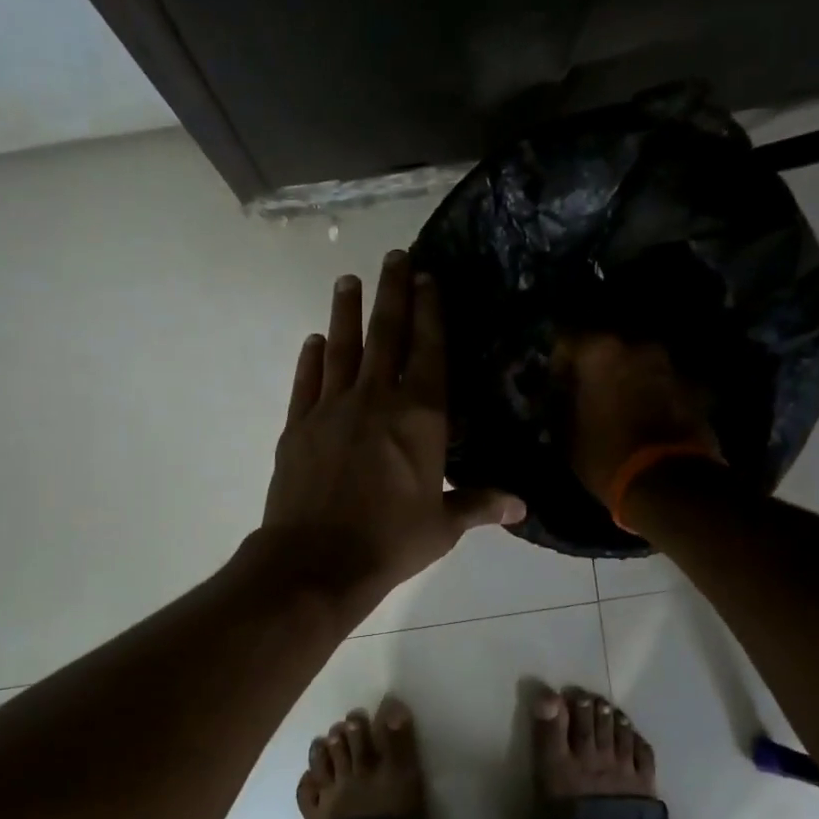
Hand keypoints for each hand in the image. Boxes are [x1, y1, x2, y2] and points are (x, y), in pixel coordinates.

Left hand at [262, 250, 525, 612]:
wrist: (315, 562)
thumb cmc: (390, 542)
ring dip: (346, 312)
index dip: (430, 311)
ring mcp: (331, 408)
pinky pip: (306, 382)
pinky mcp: (297, 425)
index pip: (429, 350)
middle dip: (392, 292)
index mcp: (420, 417)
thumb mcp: (443, 526)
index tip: (429, 278)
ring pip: (341, 348)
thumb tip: (522, 505)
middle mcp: (376, 399)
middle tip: (394, 256)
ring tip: (347, 281)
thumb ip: (480, 505)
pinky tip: (312, 341)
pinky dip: (310, 359)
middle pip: (385, 334)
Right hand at [554, 332, 719, 505]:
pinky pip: (665, 385)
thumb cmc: (607, 456)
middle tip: (588, 392)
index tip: (556, 382)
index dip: (559, 361)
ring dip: (629, 380)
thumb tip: (561, 398)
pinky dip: (655, 395)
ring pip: (640, 365)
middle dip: (598, 367)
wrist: (669, 484)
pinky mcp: (696, 389)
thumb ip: (563, 406)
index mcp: (600, 352)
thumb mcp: (568, 435)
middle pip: (610, 348)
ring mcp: (671, 366)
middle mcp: (638, 348)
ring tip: (620, 407)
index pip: (567, 339)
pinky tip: (648, 419)